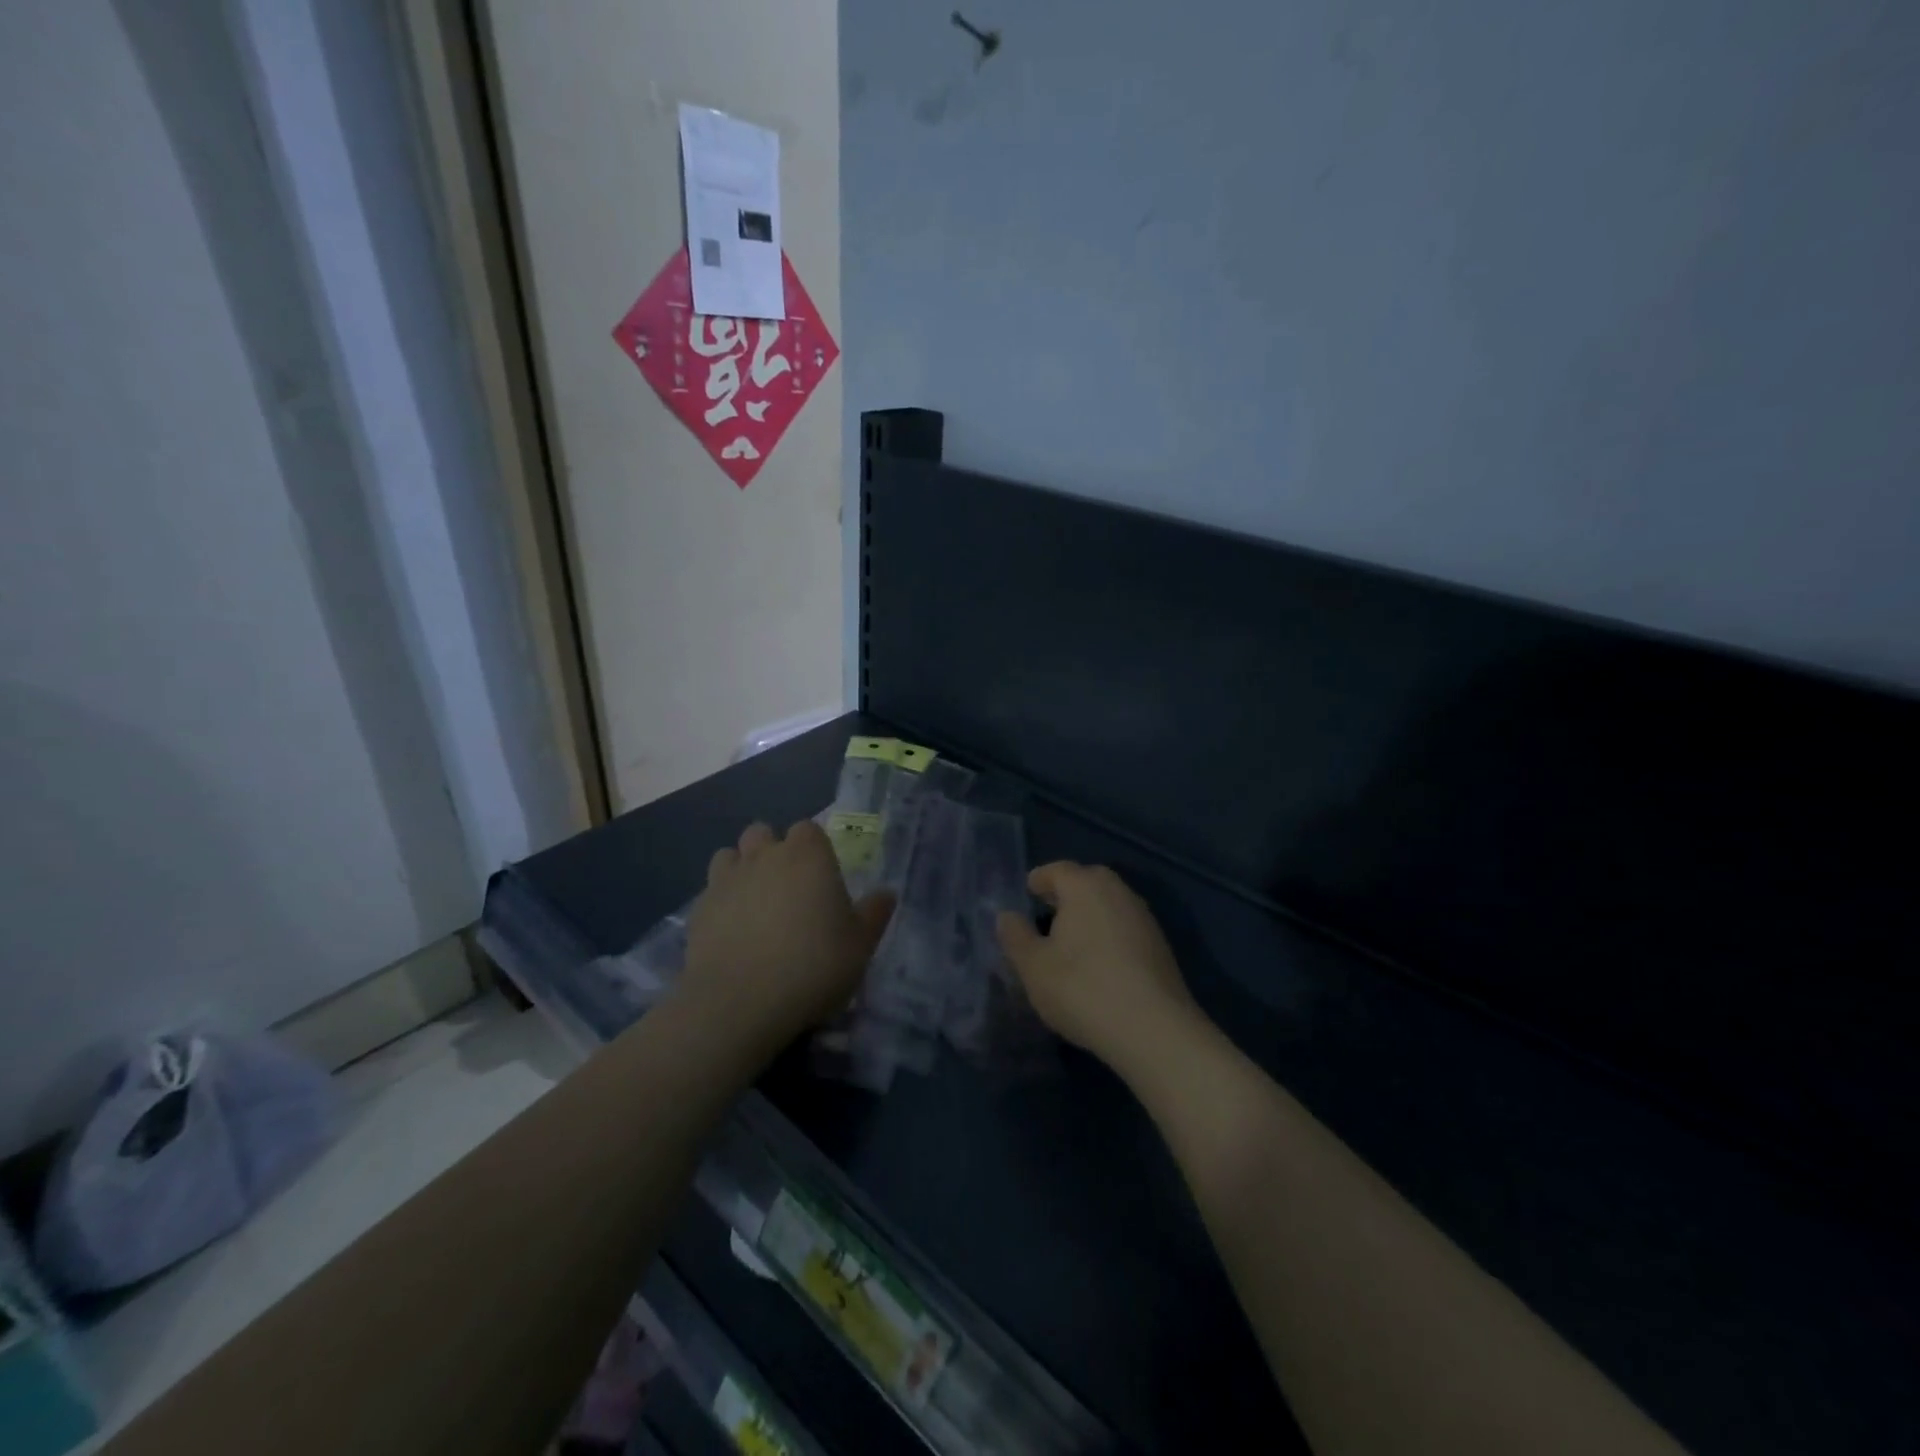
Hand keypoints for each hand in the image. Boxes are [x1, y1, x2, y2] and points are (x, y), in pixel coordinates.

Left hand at [678, 821, 893, 1057]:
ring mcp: (726, 880)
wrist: (740, 1003)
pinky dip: (721, 903)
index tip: (821, 877)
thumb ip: (874, 914)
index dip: (813, 849)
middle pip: (762, 833)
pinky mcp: (698, 909)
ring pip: (729, 856)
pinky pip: (710, 892)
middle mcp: (764, 856)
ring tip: (754, 904)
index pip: (808, 830)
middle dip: (772, 851)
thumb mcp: (861, 945)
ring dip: (741, 870)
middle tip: (787, 888)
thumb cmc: (813, 965)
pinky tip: (731, 932)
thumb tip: (886, 894)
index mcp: (807, 855)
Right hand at [996, 862, 1201, 1073]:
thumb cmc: (1082, 989)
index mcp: (1085, 886)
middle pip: (1087, 881)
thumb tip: (1006, 915)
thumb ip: (1016, 936)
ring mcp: (1144, 917)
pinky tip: (1098, 961)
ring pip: (1109, 903)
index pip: (1057, 870)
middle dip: (1066, 893)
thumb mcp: (1033, 967)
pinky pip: (1124, 926)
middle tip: (1045, 912)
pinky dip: (1108, 933)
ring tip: (1069, 940)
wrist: (1153, 1030)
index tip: (1026, 893)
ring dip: (1089, 914)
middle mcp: (1118, 891)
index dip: (1039, 880)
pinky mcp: (1160, 946)